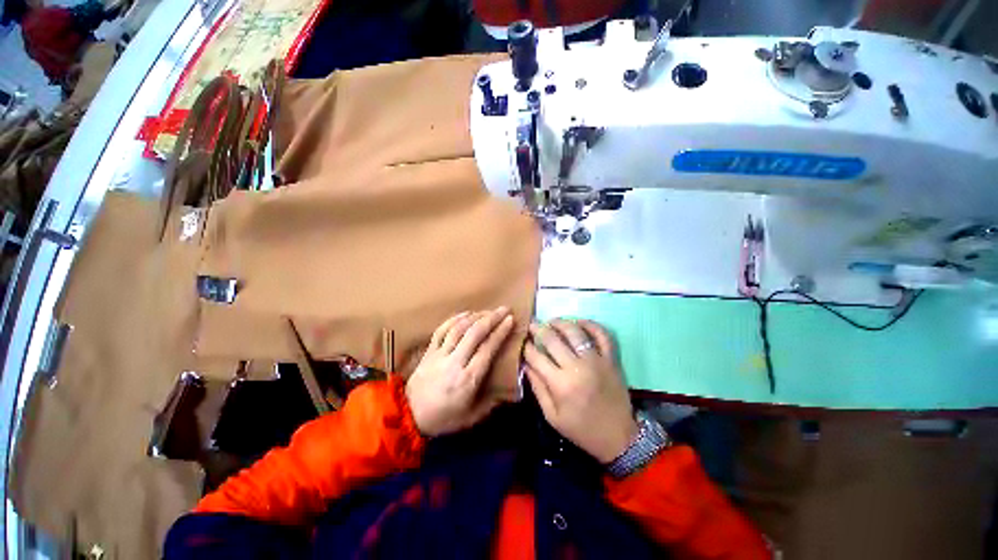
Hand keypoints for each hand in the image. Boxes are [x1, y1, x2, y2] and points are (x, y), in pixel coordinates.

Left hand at [406, 307, 513, 436]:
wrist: (407, 417)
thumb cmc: (443, 418)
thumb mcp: (472, 417)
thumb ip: (492, 402)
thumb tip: (508, 389)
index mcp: (467, 379)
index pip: (487, 349)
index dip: (500, 332)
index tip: (510, 320)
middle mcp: (454, 362)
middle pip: (474, 334)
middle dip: (491, 318)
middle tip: (504, 309)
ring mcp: (439, 355)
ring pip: (459, 328)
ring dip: (475, 316)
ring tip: (488, 310)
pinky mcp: (429, 351)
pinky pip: (442, 330)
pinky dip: (455, 319)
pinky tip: (466, 314)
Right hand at [524, 319, 637, 463]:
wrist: (618, 437)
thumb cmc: (581, 429)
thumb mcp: (552, 416)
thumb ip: (537, 388)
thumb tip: (526, 364)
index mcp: (560, 384)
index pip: (536, 357)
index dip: (526, 347)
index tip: (523, 342)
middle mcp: (577, 367)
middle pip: (553, 339)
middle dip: (539, 329)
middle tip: (532, 324)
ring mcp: (596, 360)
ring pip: (575, 332)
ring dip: (561, 323)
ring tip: (552, 321)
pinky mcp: (611, 359)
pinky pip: (602, 335)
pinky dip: (591, 325)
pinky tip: (579, 322)